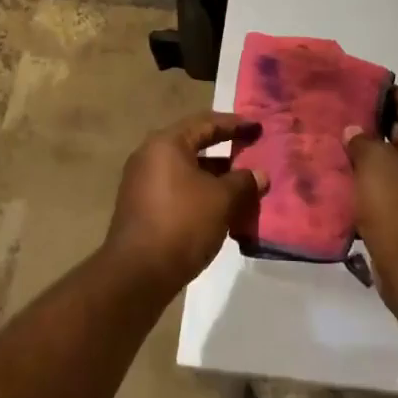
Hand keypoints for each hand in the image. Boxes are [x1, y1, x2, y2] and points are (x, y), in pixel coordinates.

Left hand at [104, 112, 265, 296]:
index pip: (206, 123)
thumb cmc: (182, 223)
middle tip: (252, 153)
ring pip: (187, 171)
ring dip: (215, 177)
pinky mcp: (141, 207)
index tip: (258, 127)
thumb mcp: (222, 200)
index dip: (235, 124)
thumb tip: (259, 175)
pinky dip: (200, 194)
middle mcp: (150, 156)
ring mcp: (142, 183)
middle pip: (194, 146)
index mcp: (166, 144)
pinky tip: (221, 210)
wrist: (137, 274)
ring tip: (243, 187)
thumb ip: (244, 182)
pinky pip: (177, 190)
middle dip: (226, 152)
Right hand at [344, 87, 397, 284]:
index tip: (356, 88)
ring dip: (370, 151)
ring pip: (394, 157)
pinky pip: (390, 182)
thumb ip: (361, 139)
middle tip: (341, 114)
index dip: (384, 92)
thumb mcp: (373, 161)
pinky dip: (371, 176)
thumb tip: (354, 131)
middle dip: (373, 121)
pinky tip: (346, 174)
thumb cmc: (396, 202)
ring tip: (338, 142)